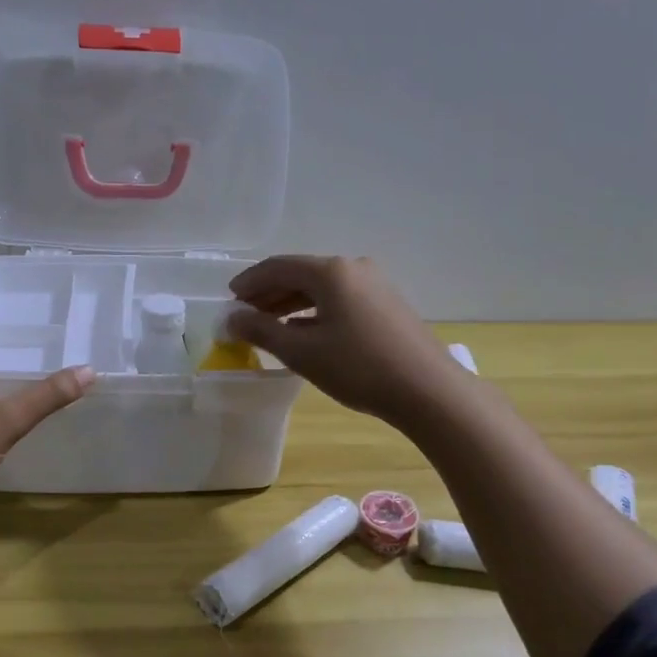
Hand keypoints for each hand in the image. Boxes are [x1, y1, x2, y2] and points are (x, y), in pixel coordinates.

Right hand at [225, 255, 472, 428]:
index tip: (229, 299)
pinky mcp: (387, 305)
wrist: (427, 389)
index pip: (278, 267)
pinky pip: (341, 300)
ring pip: (322, 288)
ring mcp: (375, 285)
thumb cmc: (358, 367)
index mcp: (331, 271)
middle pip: (301, 274)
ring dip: (292, 303)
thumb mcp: (303, 352)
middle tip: (245, 314)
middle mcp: (354, 268)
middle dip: (269, 293)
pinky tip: (305, 331)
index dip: (250, 282)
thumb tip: (233, 319)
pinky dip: (316, 311)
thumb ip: (262, 332)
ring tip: (269, 324)